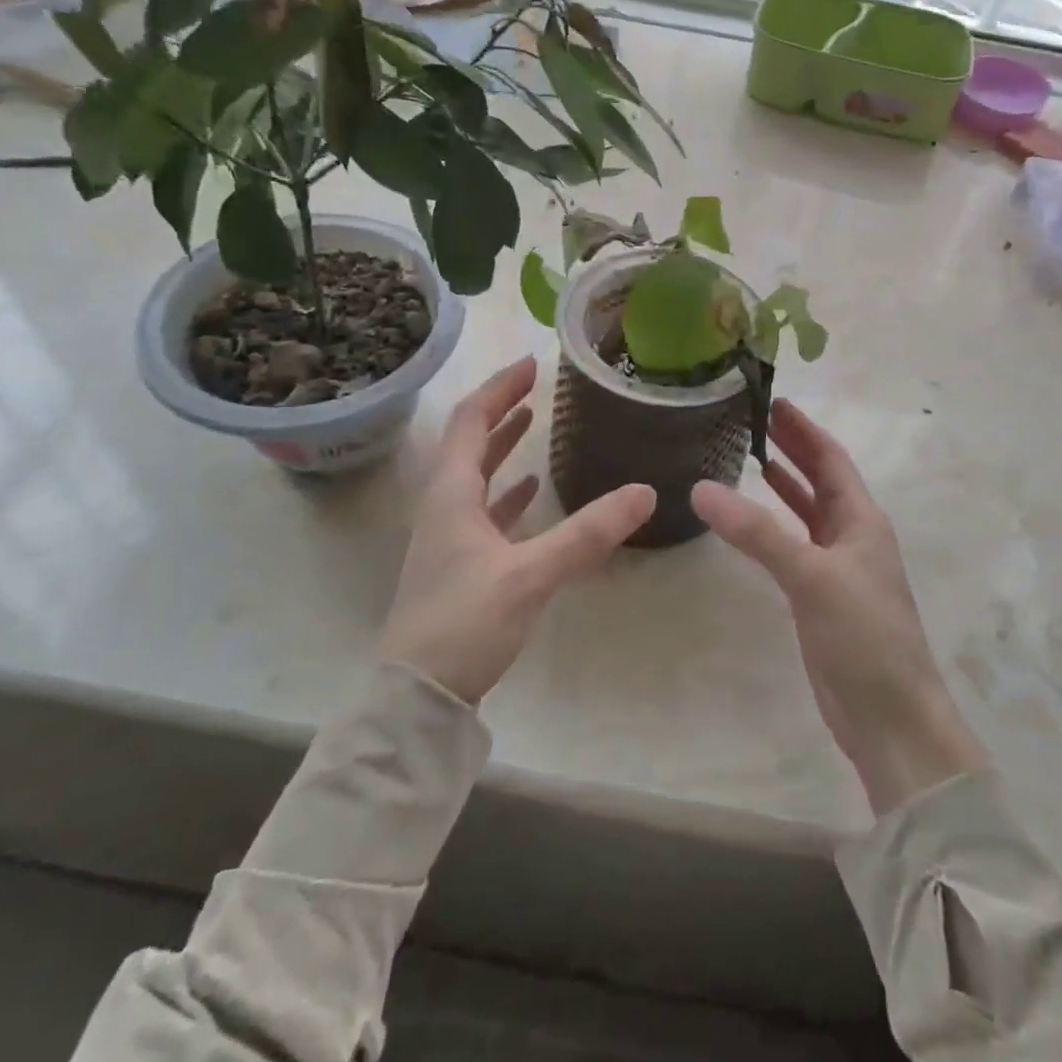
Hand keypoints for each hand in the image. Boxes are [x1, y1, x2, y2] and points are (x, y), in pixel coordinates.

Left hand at [377, 357, 655, 704]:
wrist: (416, 697)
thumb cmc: (464, 623)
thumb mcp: (530, 576)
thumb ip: (588, 534)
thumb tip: (645, 492)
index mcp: (451, 493)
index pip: (470, 421)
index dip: (499, 388)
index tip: (531, 364)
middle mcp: (444, 506)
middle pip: (469, 441)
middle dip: (501, 409)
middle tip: (536, 386)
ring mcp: (449, 537)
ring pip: (476, 475)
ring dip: (502, 446)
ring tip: (533, 422)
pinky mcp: (460, 565)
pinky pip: (484, 511)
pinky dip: (507, 492)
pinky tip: (532, 491)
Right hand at [692, 400, 986, 816]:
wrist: (890, 719)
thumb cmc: (864, 637)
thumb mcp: (811, 576)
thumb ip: (758, 532)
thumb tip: (702, 488)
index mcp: (862, 520)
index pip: (831, 459)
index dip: (804, 429)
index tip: (774, 401)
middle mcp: (852, 536)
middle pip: (821, 480)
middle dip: (793, 449)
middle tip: (755, 419)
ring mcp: (836, 568)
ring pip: (807, 512)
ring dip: (784, 484)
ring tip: (749, 456)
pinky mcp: (819, 598)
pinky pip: (793, 546)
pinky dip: (773, 526)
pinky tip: (750, 521)